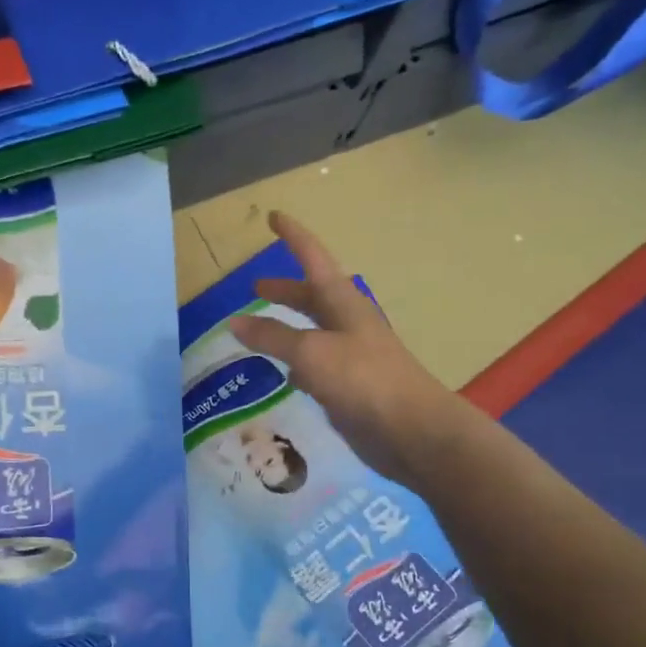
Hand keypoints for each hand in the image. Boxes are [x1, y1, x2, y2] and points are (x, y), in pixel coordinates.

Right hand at [229, 211, 474, 488]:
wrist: (411, 430)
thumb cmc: (363, 379)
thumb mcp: (311, 352)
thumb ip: (272, 337)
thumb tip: (234, 322)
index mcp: (343, 303)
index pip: (314, 259)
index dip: (294, 237)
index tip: (273, 217)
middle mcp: (347, 324)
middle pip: (312, 298)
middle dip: (285, 291)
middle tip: (256, 288)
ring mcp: (350, 356)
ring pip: (312, 333)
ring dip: (287, 329)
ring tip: (258, 333)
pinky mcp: (348, 387)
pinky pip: (316, 365)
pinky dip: (295, 363)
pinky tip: (283, 375)